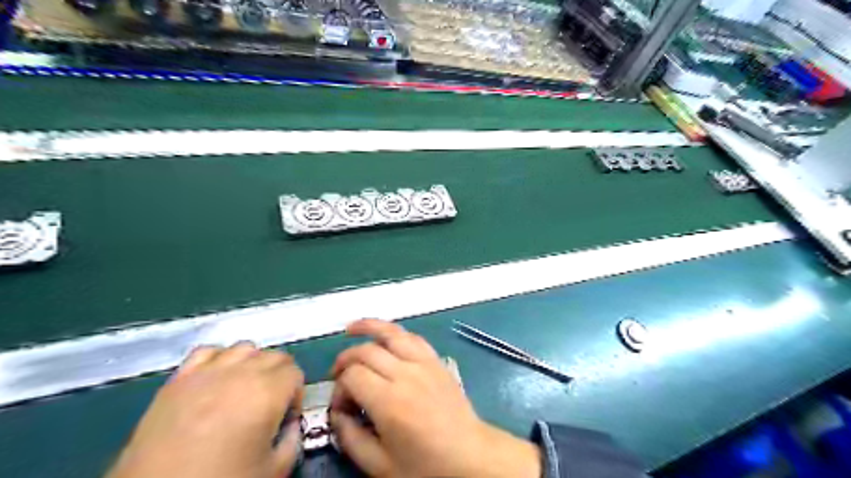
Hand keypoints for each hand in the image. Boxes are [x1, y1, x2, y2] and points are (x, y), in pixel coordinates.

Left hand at [107, 341, 304, 477]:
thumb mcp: (273, 470)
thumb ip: (292, 440)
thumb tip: (291, 425)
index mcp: (267, 392)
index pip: (295, 372)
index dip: (295, 394)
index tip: (285, 417)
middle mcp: (241, 372)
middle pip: (274, 356)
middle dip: (279, 376)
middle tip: (270, 405)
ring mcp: (206, 372)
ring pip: (244, 348)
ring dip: (252, 364)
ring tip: (243, 391)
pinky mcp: (177, 380)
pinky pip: (207, 352)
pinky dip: (218, 359)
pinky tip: (215, 381)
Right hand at [330, 319, 536, 477]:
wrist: (470, 457)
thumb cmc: (425, 466)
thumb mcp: (379, 465)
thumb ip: (350, 438)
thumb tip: (337, 413)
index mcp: (389, 401)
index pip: (352, 375)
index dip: (339, 387)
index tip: (341, 406)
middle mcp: (406, 374)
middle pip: (366, 351)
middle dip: (345, 359)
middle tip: (337, 375)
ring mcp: (424, 363)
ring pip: (392, 333)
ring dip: (369, 327)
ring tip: (351, 328)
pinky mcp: (436, 361)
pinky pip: (414, 338)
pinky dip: (396, 332)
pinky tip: (387, 337)